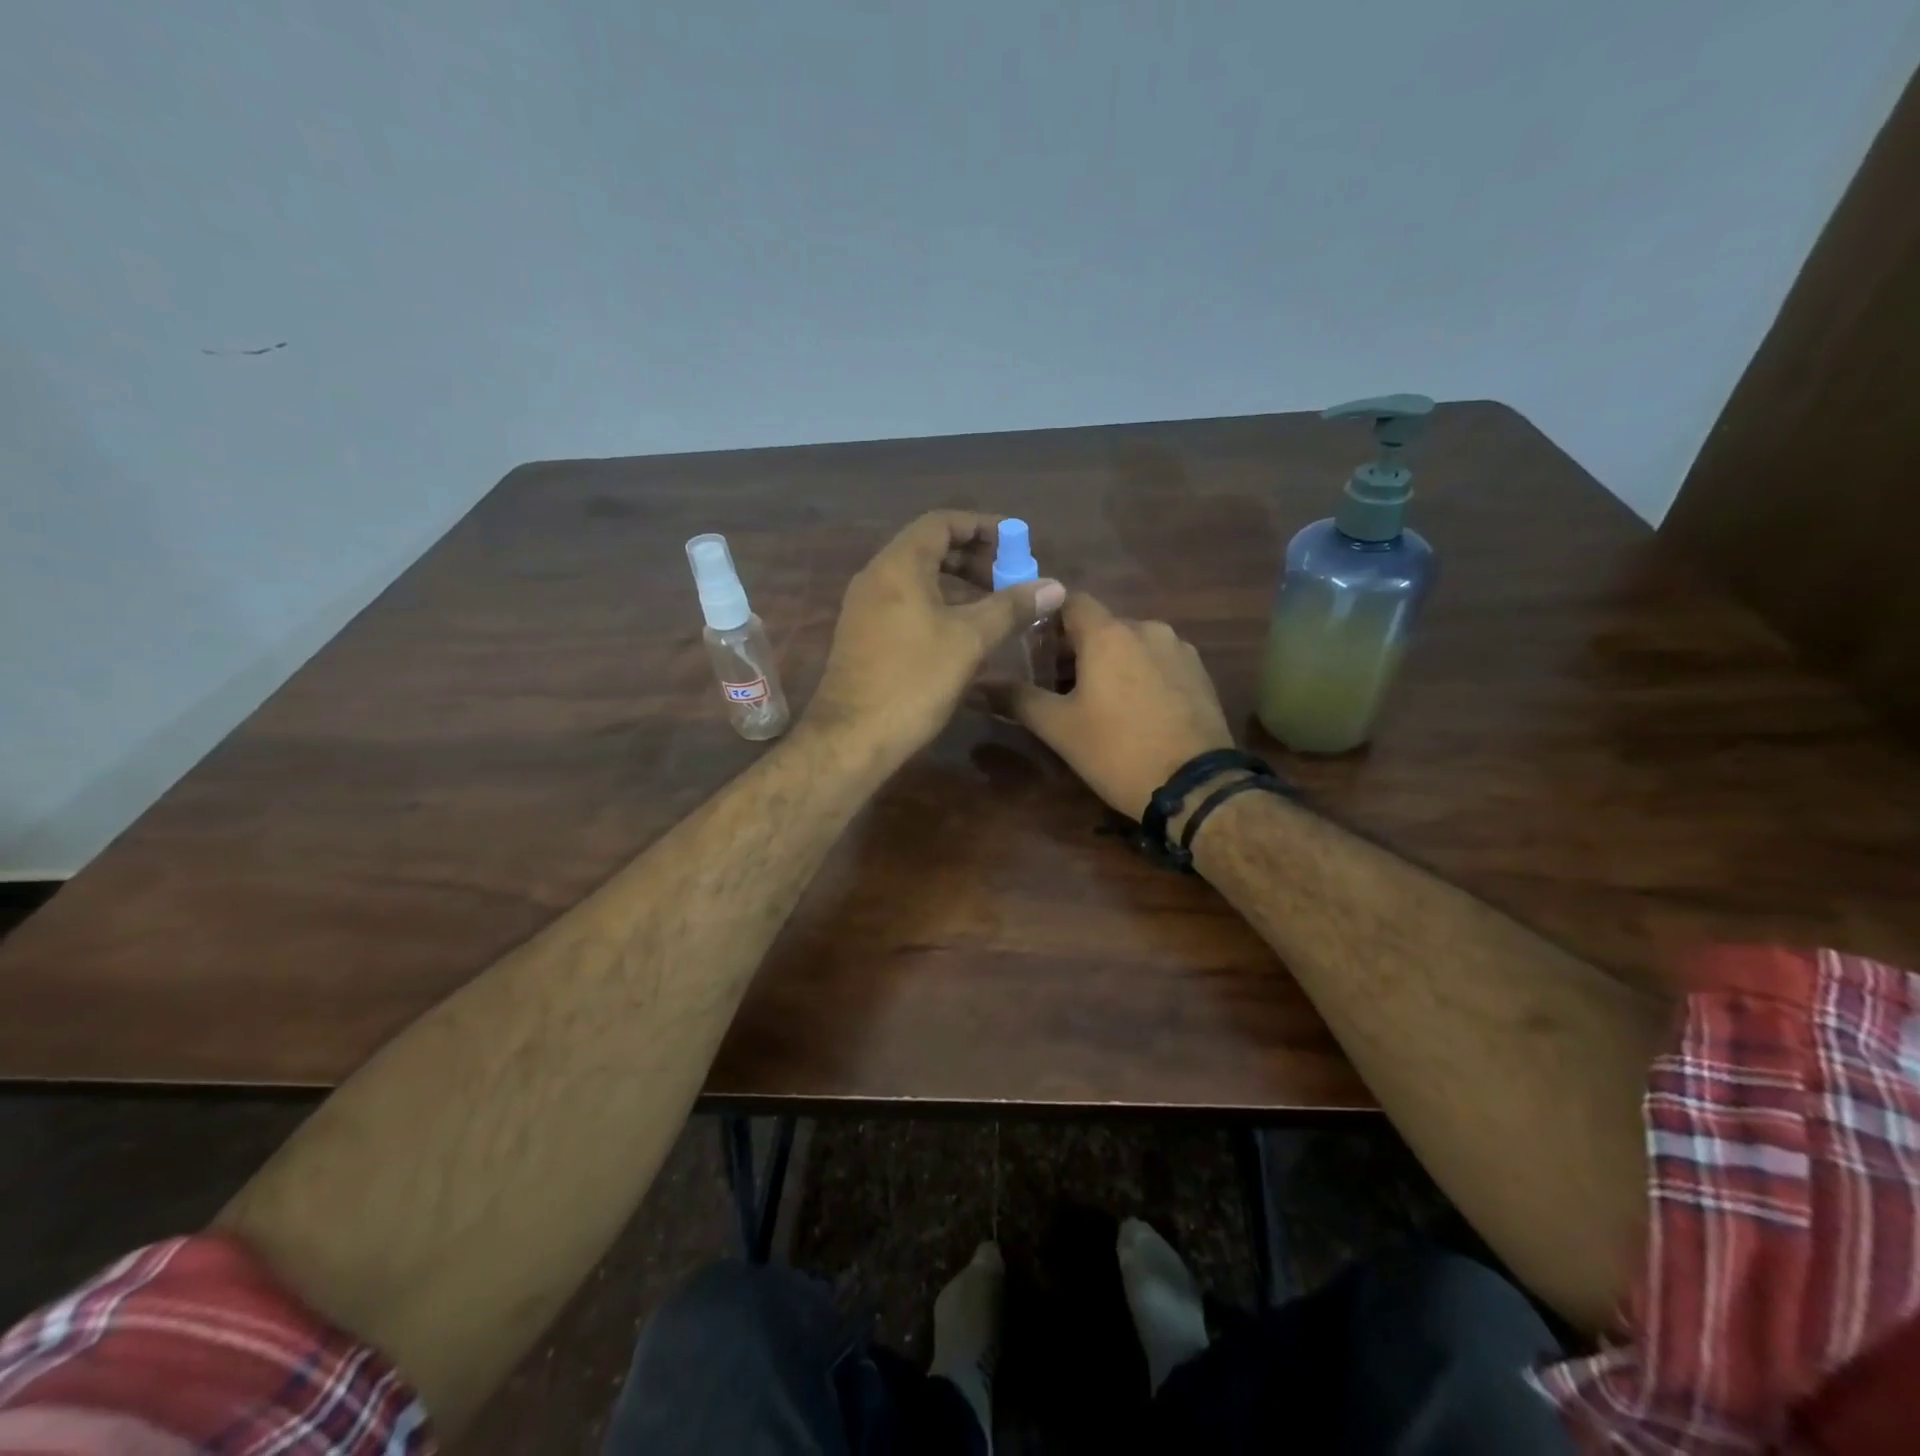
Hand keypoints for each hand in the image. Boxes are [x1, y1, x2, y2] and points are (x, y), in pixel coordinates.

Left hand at [809, 511, 1063, 765]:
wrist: (853, 737)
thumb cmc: (914, 680)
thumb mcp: (970, 640)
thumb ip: (1012, 607)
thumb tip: (1054, 585)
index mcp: (898, 565)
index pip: (942, 522)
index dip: (983, 526)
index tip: (1017, 542)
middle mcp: (876, 577)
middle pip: (929, 548)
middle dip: (974, 558)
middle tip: (1010, 578)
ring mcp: (865, 608)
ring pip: (918, 580)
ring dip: (958, 585)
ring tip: (994, 607)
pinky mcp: (864, 636)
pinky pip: (906, 604)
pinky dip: (939, 606)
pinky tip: (964, 635)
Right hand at [1001, 593, 1232, 816]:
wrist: (1195, 787)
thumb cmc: (1117, 751)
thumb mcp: (1058, 728)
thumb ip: (1017, 699)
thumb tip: (979, 684)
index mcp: (1109, 634)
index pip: (1071, 601)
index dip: (1048, 620)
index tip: (1033, 650)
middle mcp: (1147, 629)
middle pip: (1101, 626)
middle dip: (1076, 649)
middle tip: (1057, 687)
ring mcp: (1179, 650)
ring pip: (1132, 644)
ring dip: (1111, 663)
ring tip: (1098, 703)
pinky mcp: (1201, 674)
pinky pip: (1159, 662)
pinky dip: (1140, 675)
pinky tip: (1136, 711)